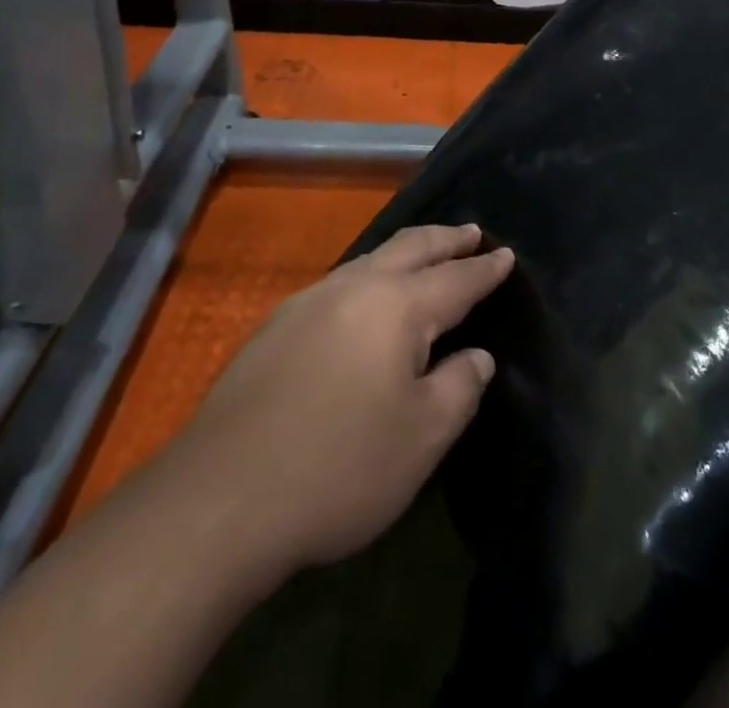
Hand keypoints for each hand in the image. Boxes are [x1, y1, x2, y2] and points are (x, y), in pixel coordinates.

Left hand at [154, 224, 513, 583]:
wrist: (221, 496)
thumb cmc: (340, 466)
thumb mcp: (421, 438)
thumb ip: (459, 387)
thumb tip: (477, 356)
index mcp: (397, 307)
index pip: (455, 279)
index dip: (485, 269)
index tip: (506, 254)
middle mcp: (354, 288)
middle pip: (410, 248)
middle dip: (446, 239)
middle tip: (472, 232)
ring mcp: (309, 302)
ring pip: (370, 259)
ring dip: (405, 253)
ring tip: (425, 256)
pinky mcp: (276, 326)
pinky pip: (340, 283)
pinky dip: (370, 276)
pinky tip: (366, 299)